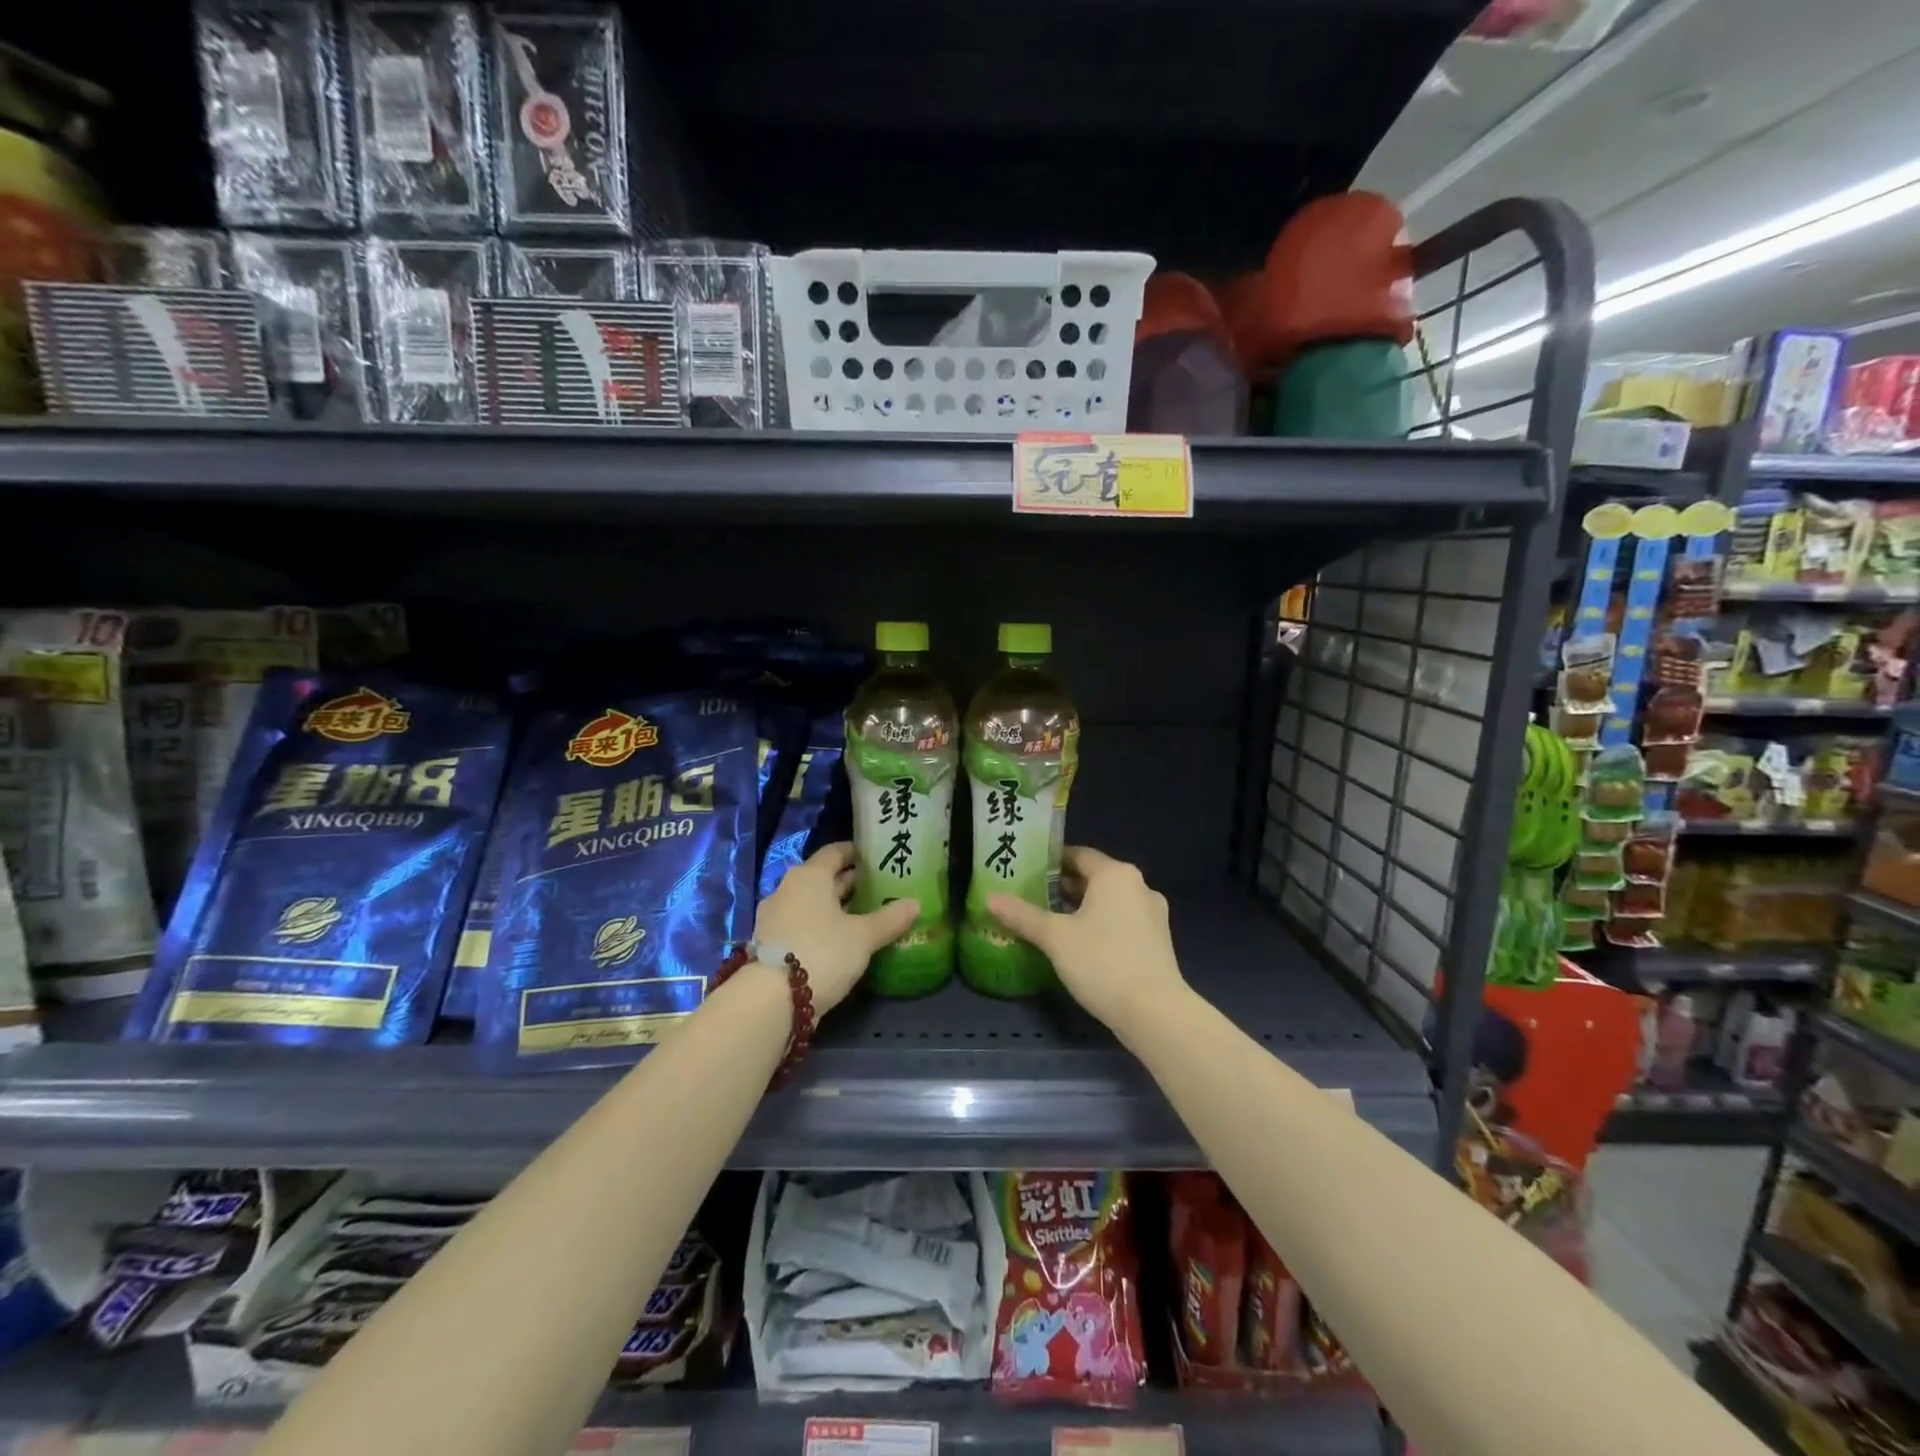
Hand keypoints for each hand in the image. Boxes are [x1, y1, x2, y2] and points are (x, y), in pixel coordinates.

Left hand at [752, 842, 917, 1014]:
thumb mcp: (863, 936)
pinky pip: (801, 924)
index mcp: (810, 876)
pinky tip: (841, 941)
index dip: (855, 853)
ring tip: (864, 916)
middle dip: (849, 883)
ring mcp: (775, 917)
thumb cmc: (822, 952)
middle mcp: (788, 889)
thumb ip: (889, 919)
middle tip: (878, 888)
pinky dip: (820, 927)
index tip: (875, 858)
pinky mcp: (770, 943)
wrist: (772, 999)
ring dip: (835, 907)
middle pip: (823, 878)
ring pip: (811, 903)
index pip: (834, 853)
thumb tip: (915, 903)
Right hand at [988, 846, 1187, 1041]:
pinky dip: (1099, 926)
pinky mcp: (1157, 941)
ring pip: (1108, 902)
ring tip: (1050, 923)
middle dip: (1063, 887)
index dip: (1050, 861)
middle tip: (1031, 897)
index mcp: (1115, 874)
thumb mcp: (1055, 938)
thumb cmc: (1102, 962)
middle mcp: (1138, 886)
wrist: (1155, 1012)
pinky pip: (1121, 922)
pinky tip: (1078, 946)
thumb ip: (1023, 915)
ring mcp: (1152, 915)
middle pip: (1094, 878)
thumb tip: (990, 898)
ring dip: (1081, 908)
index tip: (1025, 871)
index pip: (1078, 855)